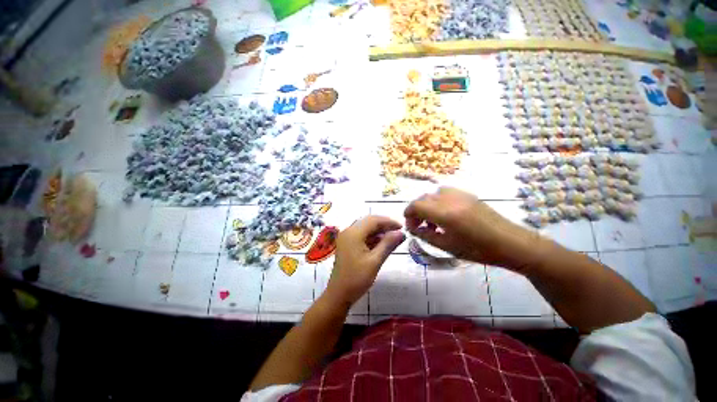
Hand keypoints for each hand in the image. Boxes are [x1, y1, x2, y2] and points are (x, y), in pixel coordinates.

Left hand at [325, 216, 405, 306]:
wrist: (338, 294)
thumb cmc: (357, 278)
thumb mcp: (375, 261)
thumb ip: (388, 244)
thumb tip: (401, 233)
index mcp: (353, 233)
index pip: (373, 220)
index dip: (388, 221)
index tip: (402, 227)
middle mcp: (348, 231)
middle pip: (368, 222)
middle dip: (384, 225)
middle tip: (398, 232)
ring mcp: (346, 238)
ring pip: (365, 228)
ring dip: (378, 231)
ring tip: (392, 237)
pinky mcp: (347, 244)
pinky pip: (361, 235)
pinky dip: (372, 237)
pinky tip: (381, 243)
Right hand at [404, 187, 541, 271]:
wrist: (510, 243)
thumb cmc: (478, 250)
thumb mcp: (447, 246)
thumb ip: (425, 235)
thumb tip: (412, 228)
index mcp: (444, 213)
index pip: (416, 205)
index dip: (408, 213)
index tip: (409, 224)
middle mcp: (450, 199)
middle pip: (423, 198)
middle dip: (416, 210)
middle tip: (418, 225)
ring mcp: (460, 194)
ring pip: (433, 193)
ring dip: (427, 205)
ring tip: (432, 220)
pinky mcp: (467, 195)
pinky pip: (445, 192)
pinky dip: (438, 201)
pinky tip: (445, 214)